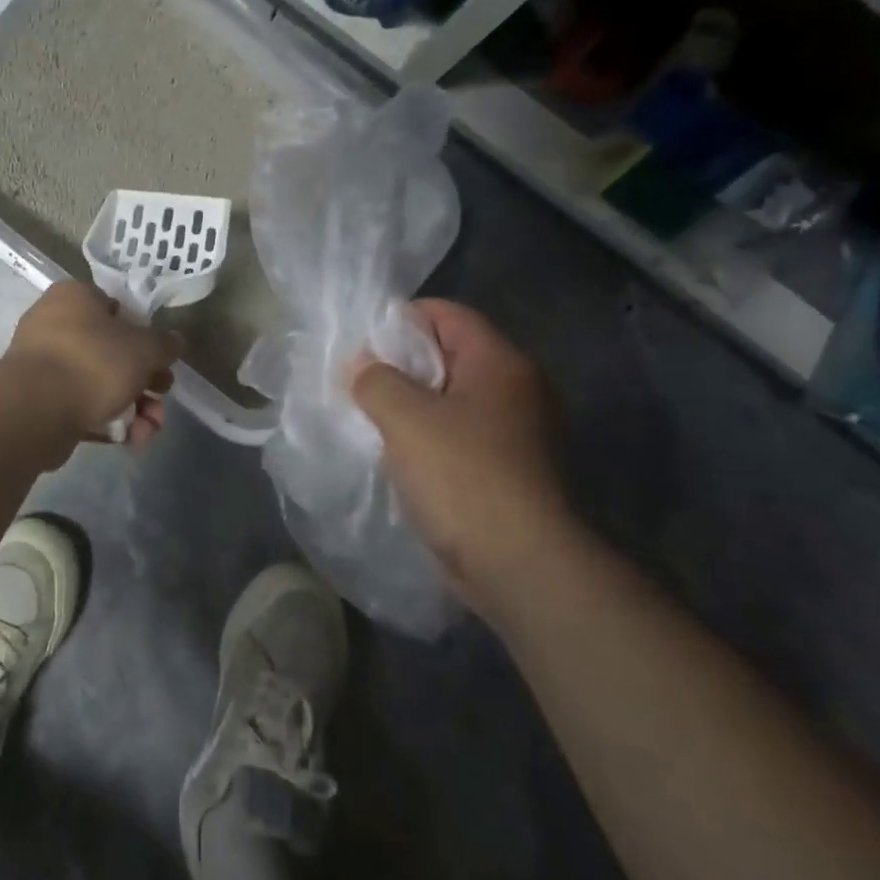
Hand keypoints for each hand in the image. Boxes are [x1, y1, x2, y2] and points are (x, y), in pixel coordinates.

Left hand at [6, 281, 179, 447]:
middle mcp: (54, 326)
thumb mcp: (143, 348)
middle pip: (111, 351)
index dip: (142, 333)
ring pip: (99, 384)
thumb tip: (174, 341)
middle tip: (162, 395)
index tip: (159, 357)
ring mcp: (44, 366)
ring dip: (133, 407)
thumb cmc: (93, 361)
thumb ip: (164, 344)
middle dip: (144, 381)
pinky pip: (82, 407)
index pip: (114, 307)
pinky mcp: (40, 402)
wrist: (36, 410)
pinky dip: (108, 422)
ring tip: (150, 430)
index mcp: (74, 298)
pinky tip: (131, 440)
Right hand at [352, 299, 576, 609]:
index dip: (402, 320)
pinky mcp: (509, 471)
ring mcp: (518, 433)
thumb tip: (363, 365)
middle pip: (450, 357)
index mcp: (500, 364)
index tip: (362, 344)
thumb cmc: (462, 476)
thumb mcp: (405, 418)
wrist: (519, 564)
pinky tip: (397, 455)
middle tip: (360, 382)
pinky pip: (460, 437)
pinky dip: (429, 438)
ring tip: (370, 419)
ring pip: (453, 401)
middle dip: (402, 366)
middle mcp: (518, 391)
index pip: (448, 315)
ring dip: (412, 407)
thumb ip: (376, 380)